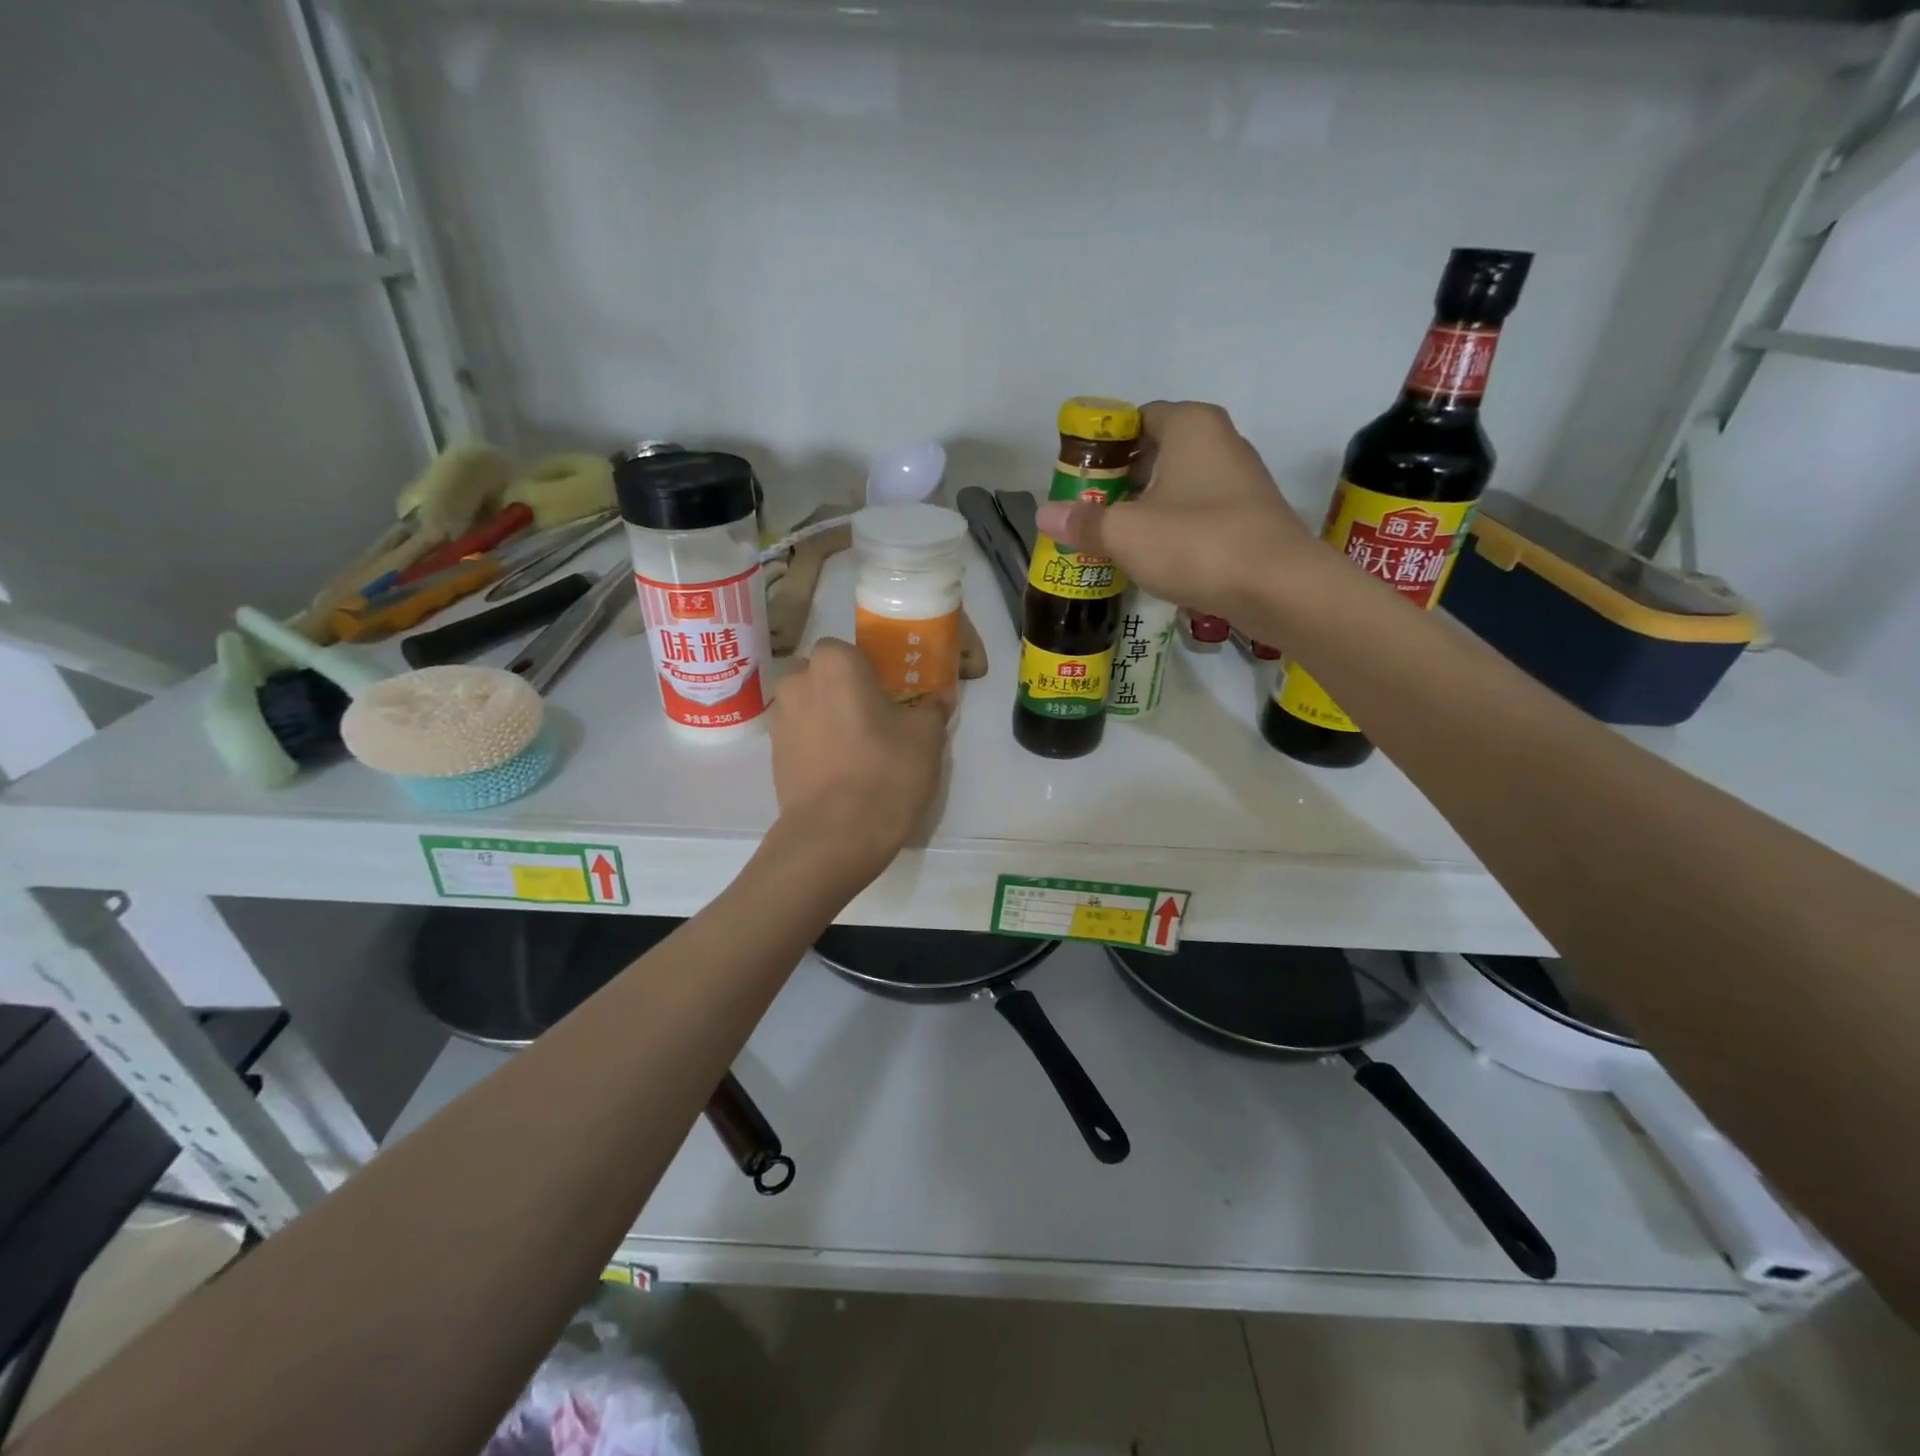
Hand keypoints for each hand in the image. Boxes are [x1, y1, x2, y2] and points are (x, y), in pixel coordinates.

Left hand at [769, 638, 947, 878]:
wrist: (835, 836)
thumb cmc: (885, 772)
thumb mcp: (926, 738)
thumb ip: (932, 708)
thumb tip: (940, 696)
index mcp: (834, 663)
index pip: (848, 649)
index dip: (869, 669)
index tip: (888, 693)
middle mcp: (797, 682)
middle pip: (821, 674)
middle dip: (842, 688)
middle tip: (874, 717)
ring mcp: (779, 720)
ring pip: (807, 705)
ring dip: (826, 716)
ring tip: (856, 748)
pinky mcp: (773, 756)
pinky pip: (799, 736)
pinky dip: (815, 744)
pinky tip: (840, 770)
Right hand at [1035, 401, 1313, 620]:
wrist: (1278, 588)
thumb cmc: (1196, 544)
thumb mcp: (1126, 533)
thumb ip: (1083, 522)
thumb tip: (1042, 515)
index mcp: (1190, 425)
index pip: (1135, 418)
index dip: (1102, 446)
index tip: (1077, 477)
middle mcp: (1219, 441)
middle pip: (1154, 452)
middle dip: (1119, 480)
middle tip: (1086, 510)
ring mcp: (1238, 480)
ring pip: (1176, 484)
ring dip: (1144, 507)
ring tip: (1110, 537)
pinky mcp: (1247, 516)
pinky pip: (1196, 511)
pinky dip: (1170, 526)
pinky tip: (1150, 555)